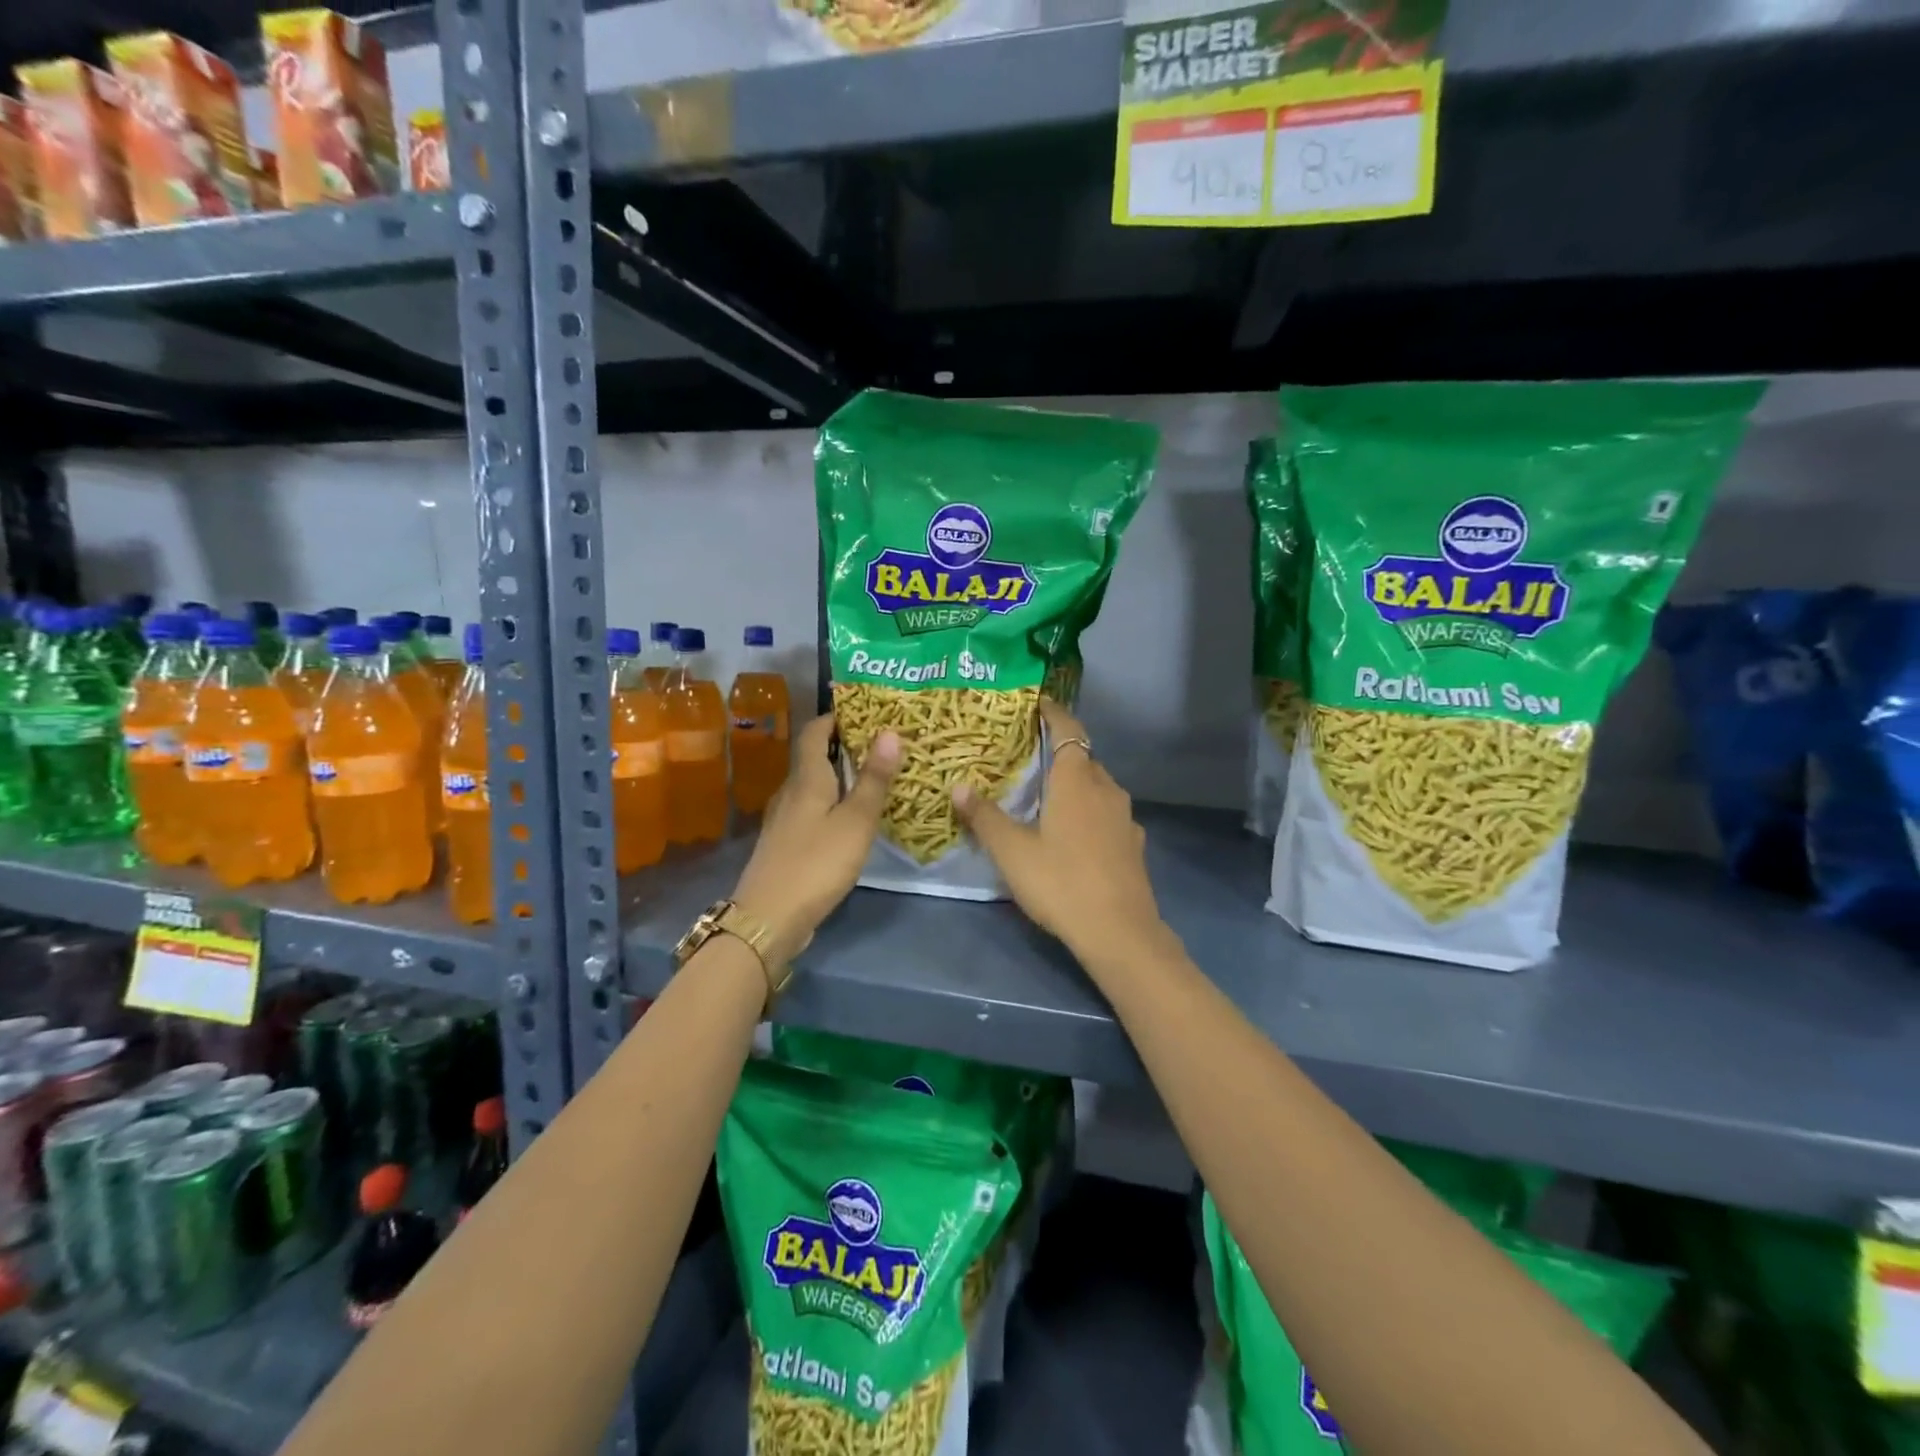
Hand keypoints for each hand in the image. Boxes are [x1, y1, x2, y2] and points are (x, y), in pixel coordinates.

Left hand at [731, 714, 901, 965]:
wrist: (768, 919)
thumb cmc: (816, 863)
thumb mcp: (856, 821)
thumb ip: (874, 779)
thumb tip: (890, 731)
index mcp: (806, 779)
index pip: (814, 732)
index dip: (835, 717)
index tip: (864, 711)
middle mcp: (791, 792)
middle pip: (814, 757)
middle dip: (843, 746)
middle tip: (882, 743)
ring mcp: (785, 820)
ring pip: (814, 786)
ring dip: (839, 776)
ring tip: (874, 777)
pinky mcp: (786, 844)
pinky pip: (812, 810)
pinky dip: (833, 803)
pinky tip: (852, 818)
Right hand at [952, 699, 1168, 971]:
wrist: (1120, 932)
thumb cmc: (1061, 882)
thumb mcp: (1012, 852)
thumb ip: (985, 817)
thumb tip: (959, 787)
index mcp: (1078, 781)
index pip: (1068, 730)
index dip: (1054, 713)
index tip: (1038, 703)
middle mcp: (1107, 789)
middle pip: (1083, 759)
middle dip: (1058, 752)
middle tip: (1027, 757)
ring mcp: (1125, 818)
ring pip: (1097, 788)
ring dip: (1075, 784)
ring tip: (1046, 796)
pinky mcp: (1133, 844)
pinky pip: (1107, 814)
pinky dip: (1088, 812)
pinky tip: (1073, 835)